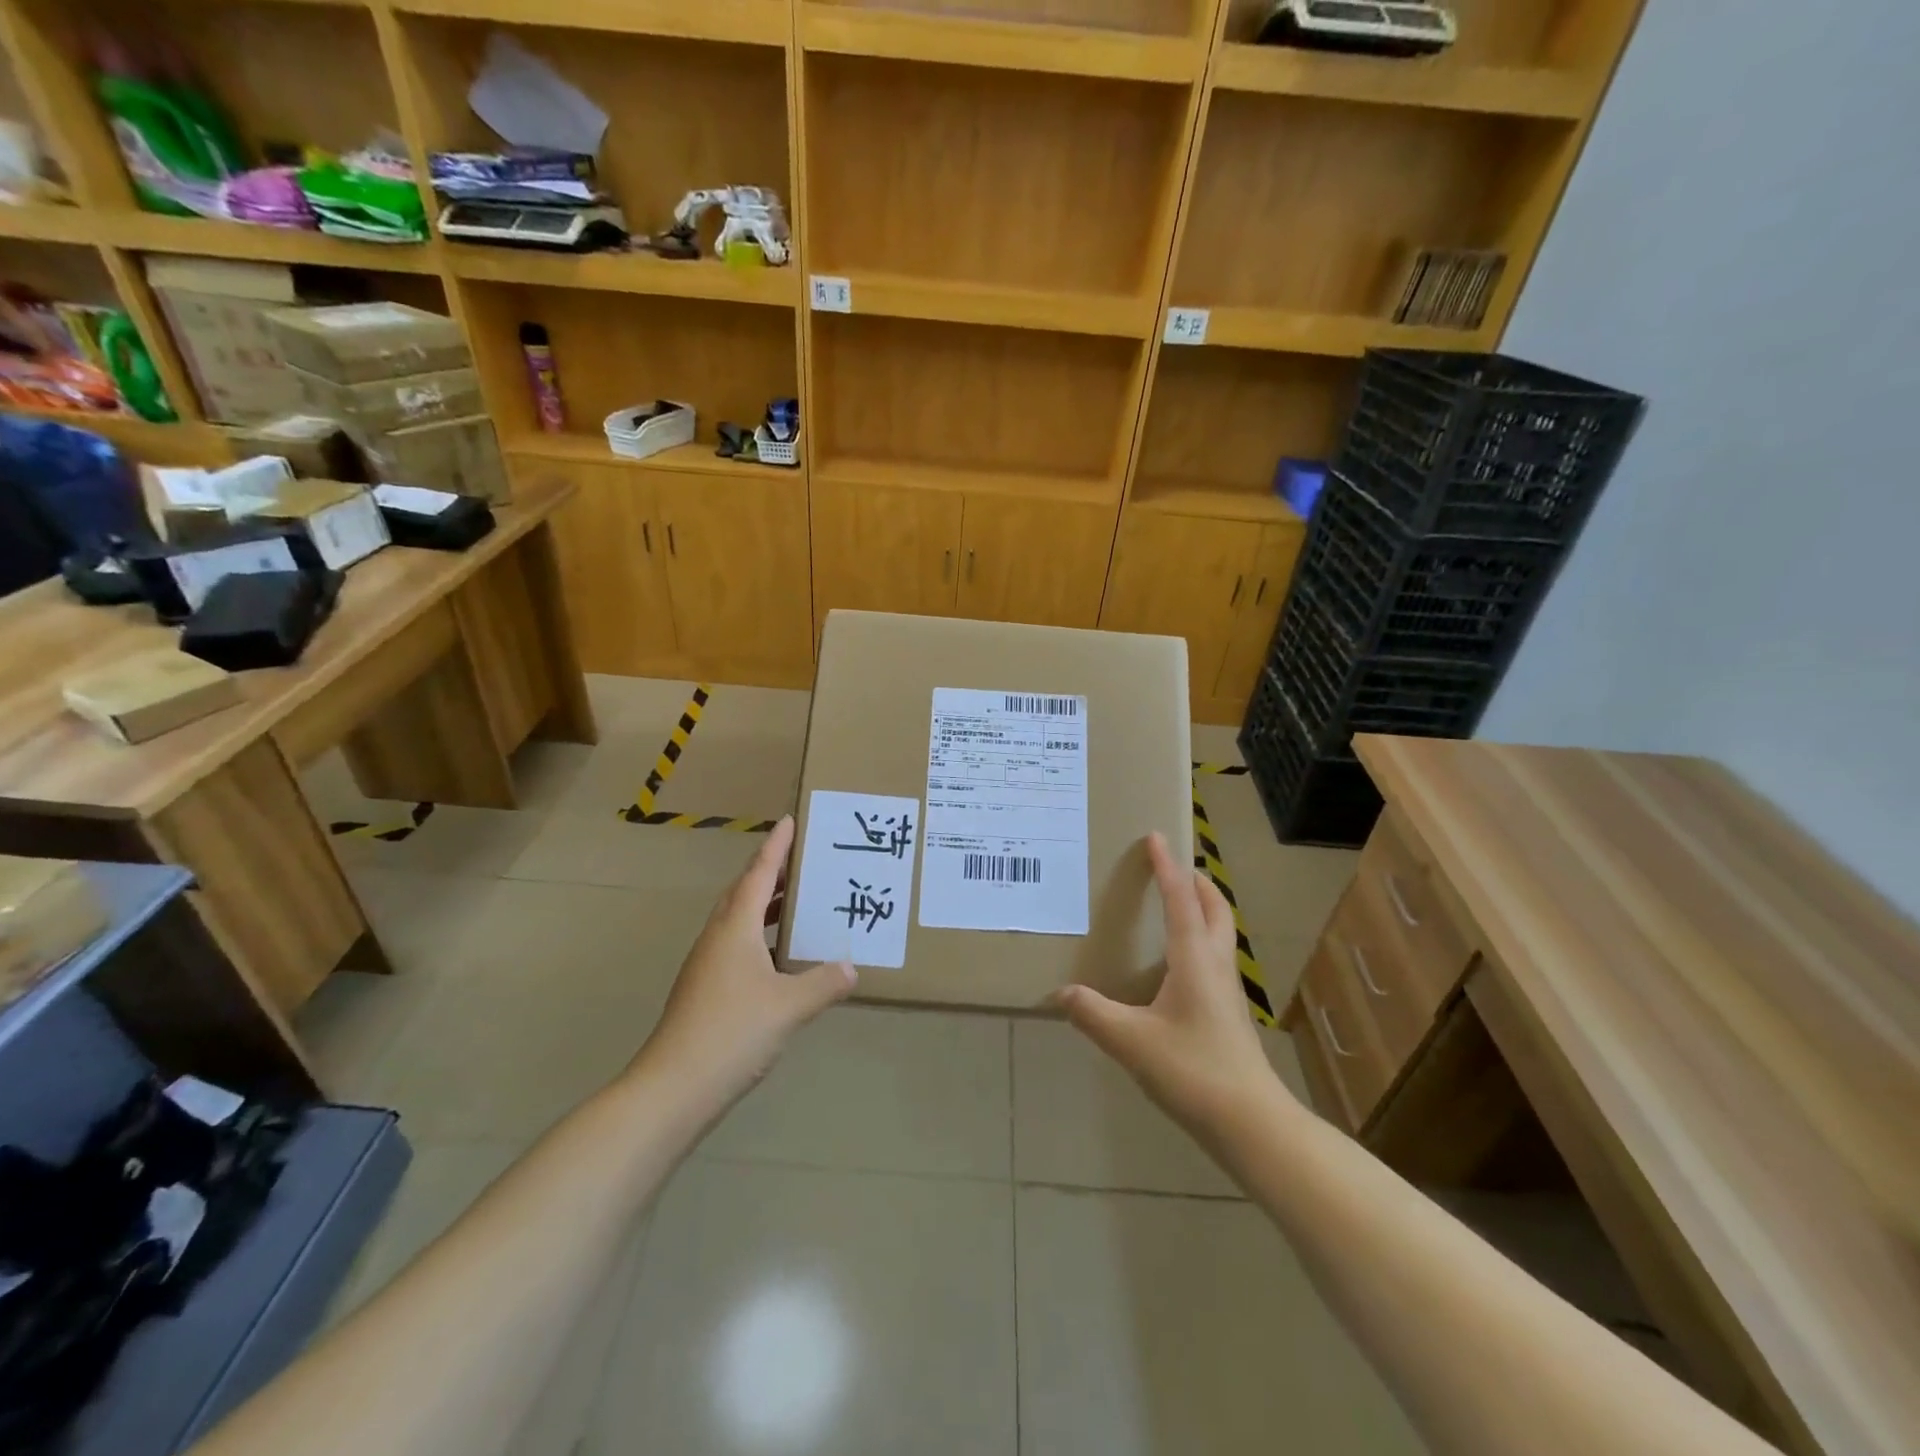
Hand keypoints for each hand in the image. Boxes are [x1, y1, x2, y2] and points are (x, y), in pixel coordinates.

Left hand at [636, 816, 855, 1109]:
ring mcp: (707, 965)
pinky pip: (737, 946)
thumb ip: (823, 983)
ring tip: (798, 902)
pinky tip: (781, 958)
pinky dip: (760, 937)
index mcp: (735, 928)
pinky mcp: (705, 990)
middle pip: (744, 892)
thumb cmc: (732, 1033)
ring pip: (738, 920)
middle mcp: (718, 938)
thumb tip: (850, 966)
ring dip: (765, 905)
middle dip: (771, 872)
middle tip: (802, 860)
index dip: (776, 847)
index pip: (758, 874)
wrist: (673, 1088)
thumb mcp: (789, 1006)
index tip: (790, 820)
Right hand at [1056, 831, 1283, 1134]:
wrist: (1252, 1124)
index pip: (1181, 900)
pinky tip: (1177, 965)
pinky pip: (1216, 958)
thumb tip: (1059, 993)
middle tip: (1174, 868)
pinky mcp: (1229, 1014)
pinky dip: (1200, 940)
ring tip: (1177, 906)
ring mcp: (1228, 991)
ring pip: (1220, 934)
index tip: (1157, 837)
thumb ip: (1093, 1014)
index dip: (1167, 868)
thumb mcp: (1132, 1042)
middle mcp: (1216, 966)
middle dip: (1197, 883)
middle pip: (1215, 910)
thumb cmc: (1193, 1071)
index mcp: (1194, 959)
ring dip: (1203, 910)